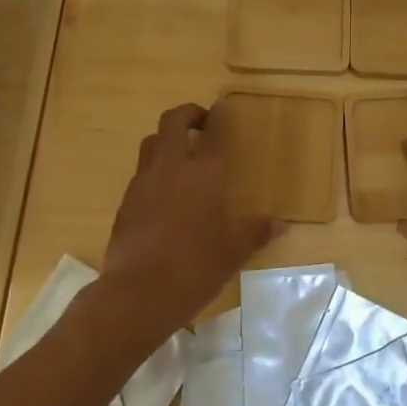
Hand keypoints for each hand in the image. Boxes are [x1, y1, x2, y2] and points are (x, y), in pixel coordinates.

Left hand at [100, 101, 278, 333]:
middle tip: (201, 123)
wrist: (138, 293)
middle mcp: (172, 167)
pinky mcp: (125, 202)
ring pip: (150, 143)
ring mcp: (143, 183)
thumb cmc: (195, 266)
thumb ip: (256, 232)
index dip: (219, 116)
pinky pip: (140, 173)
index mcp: (204, 172)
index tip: (223, 111)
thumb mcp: (234, 251)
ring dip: (166, 140)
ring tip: (181, 155)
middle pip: (172, 121)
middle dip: (187, 114)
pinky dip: (153, 171)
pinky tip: (164, 194)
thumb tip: (281, 225)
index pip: (214, 131)